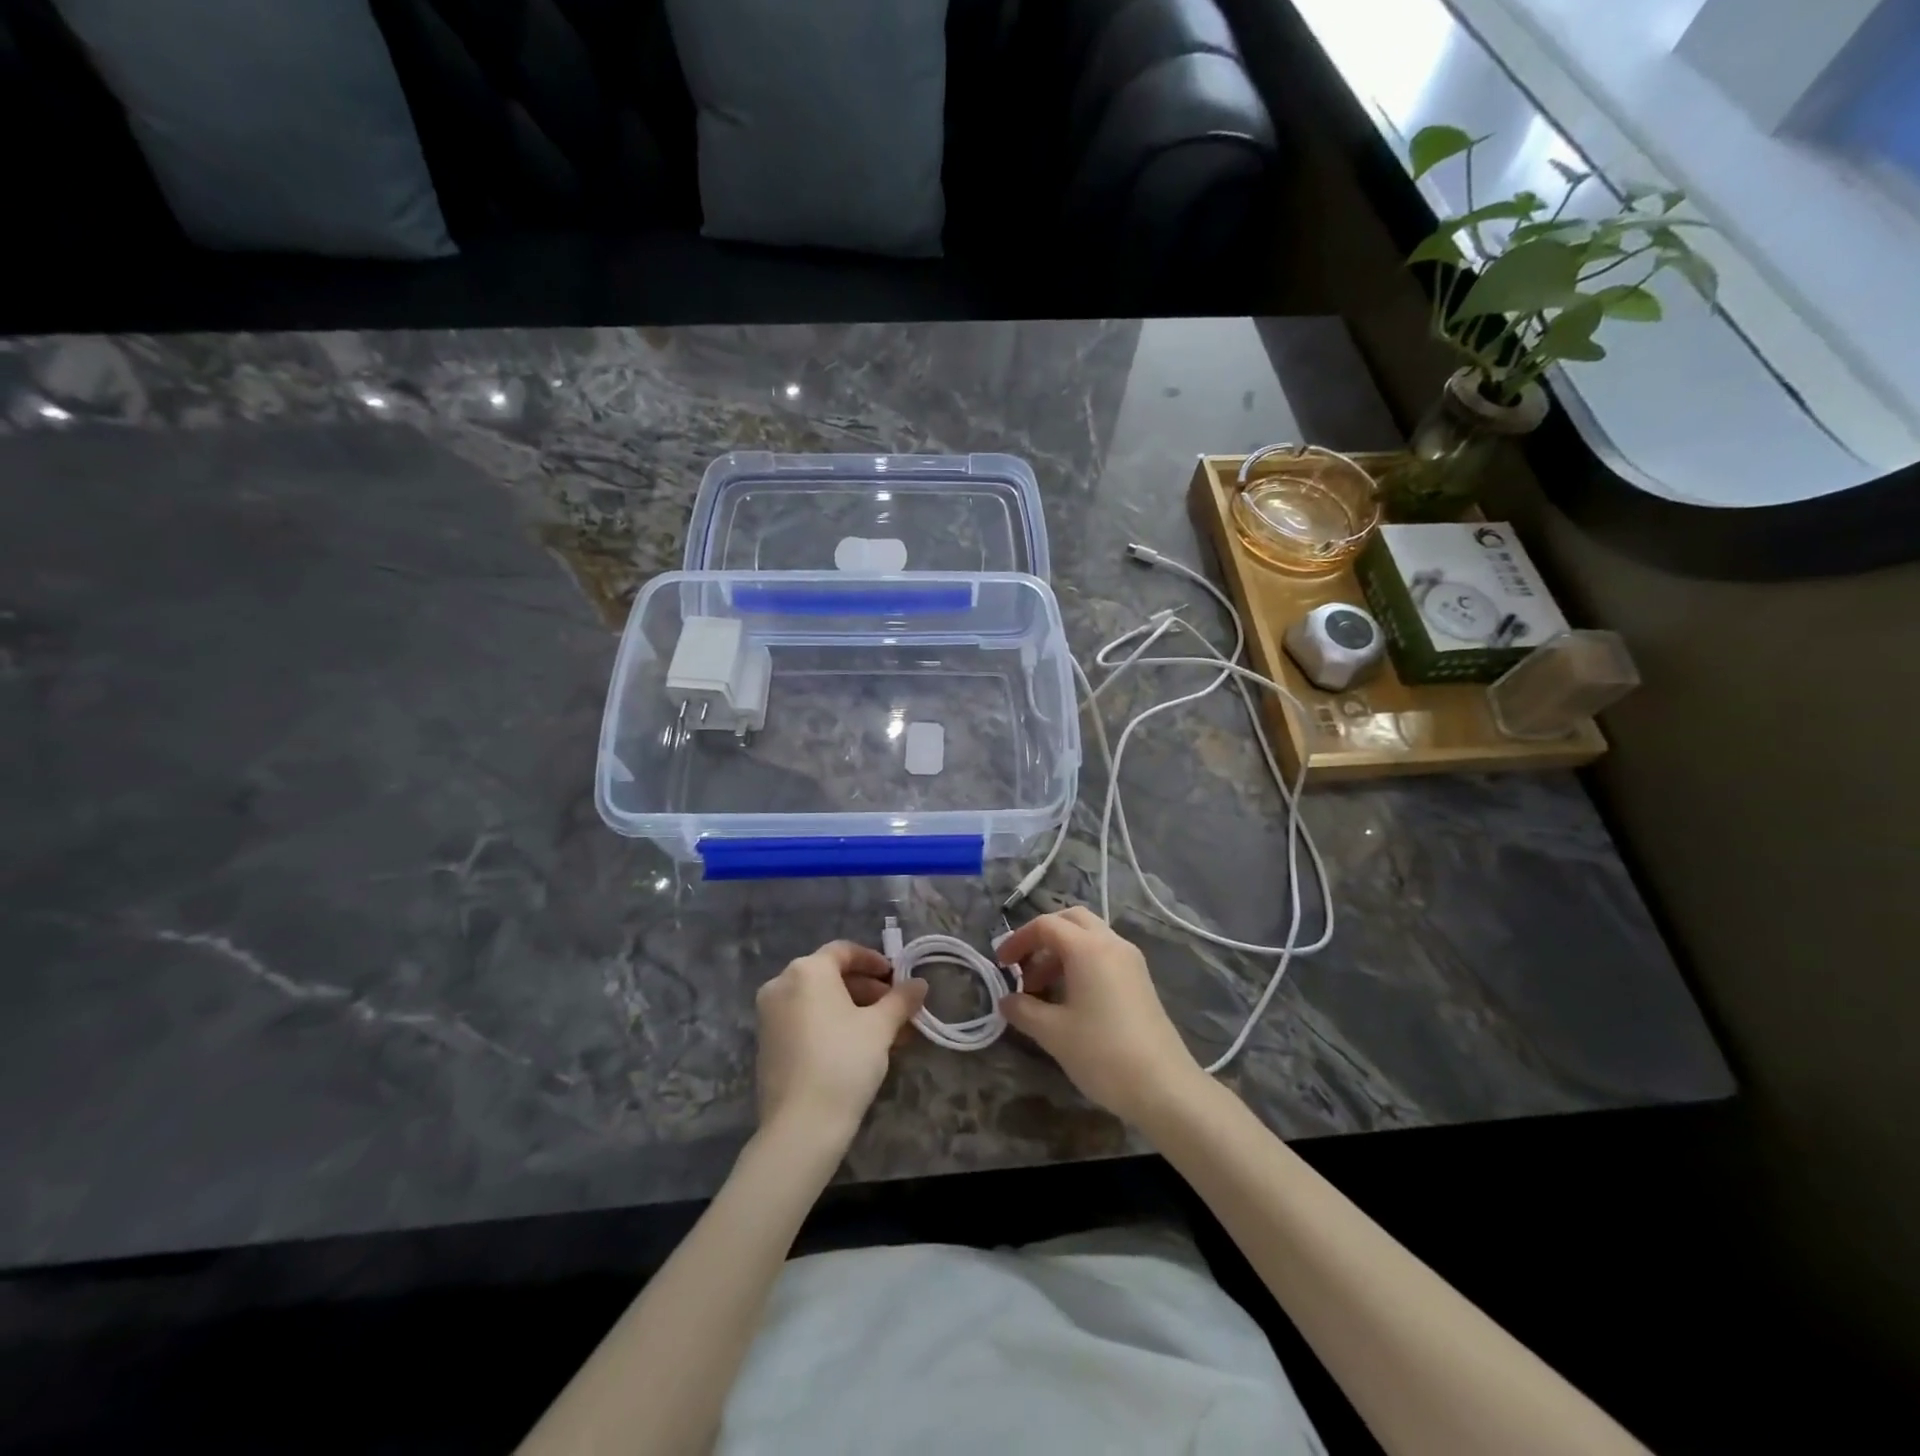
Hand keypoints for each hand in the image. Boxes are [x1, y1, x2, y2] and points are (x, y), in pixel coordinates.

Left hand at [755, 941, 927, 1145]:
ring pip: (819, 1001)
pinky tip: (858, 1048)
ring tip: (885, 1034)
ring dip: (853, 1010)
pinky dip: (831, 1025)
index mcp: (807, 970)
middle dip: (868, 990)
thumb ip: (901, 1000)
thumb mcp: (880, 1027)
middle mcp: (781, 985)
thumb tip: (919, 983)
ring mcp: (769, 1016)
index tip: (897, 978)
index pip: (844, 951)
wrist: (800, 1126)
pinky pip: (805, 1021)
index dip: (874, 961)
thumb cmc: (843, 1062)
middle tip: (896, 1009)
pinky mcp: (767, 1044)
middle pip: (831, 976)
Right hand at [997, 908, 1205, 1126]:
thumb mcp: (1053, 1033)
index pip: (1046, 925)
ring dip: (1061, 953)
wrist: (1164, 1087)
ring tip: (1042, 990)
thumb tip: (1007, 1000)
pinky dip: (1081, 964)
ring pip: (1089, 937)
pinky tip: (1070, 999)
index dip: (1018, 940)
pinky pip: (1104, 955)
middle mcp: (1111, 943)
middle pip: (1071, 920)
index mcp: (1088, 948)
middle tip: (1024, 967)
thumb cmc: (1102, 1053)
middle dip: (1042, 937)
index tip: (1001, 965)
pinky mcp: (1140, 980)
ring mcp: (1130, 961)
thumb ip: (1024, 1010)